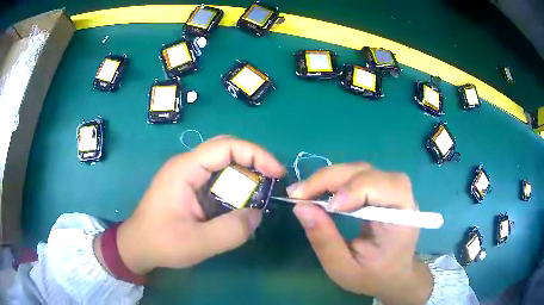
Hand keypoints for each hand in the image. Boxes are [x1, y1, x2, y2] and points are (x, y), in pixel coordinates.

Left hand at [103, 136, 285, 274]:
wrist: (137, 247)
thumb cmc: (161, 243)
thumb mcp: (198, 243)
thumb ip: (232, 230)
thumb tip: (258, 213)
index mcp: (185, 169)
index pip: (226, 146)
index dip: (257, 154)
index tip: (277, 173)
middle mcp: (187, 165)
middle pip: (226, 149)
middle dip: (254, 161)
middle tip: (272, 181)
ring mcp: (188, 175)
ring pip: (223, 164)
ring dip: (245, 176)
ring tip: (260, 195)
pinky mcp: (190, 187)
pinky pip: (218, 179)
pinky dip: (235, 187)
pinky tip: (241, 203)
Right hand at [288, 164, 432, 304]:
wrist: (391, 273)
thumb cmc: (372, 275)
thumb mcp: (344, 268)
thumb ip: (325, 241)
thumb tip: (301, 207)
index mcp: (403, 218)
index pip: (387, 187)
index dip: (358, 188)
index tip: (329, 207)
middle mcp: (401, 196)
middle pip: (368, 172)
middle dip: (332, 179)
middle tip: (299, 193)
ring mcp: (390, 190)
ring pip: (359, 170)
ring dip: (330, 177)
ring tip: (304, 192)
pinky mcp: (379, 189)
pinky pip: (356, 176)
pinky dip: (334, 180)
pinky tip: (318, 191)